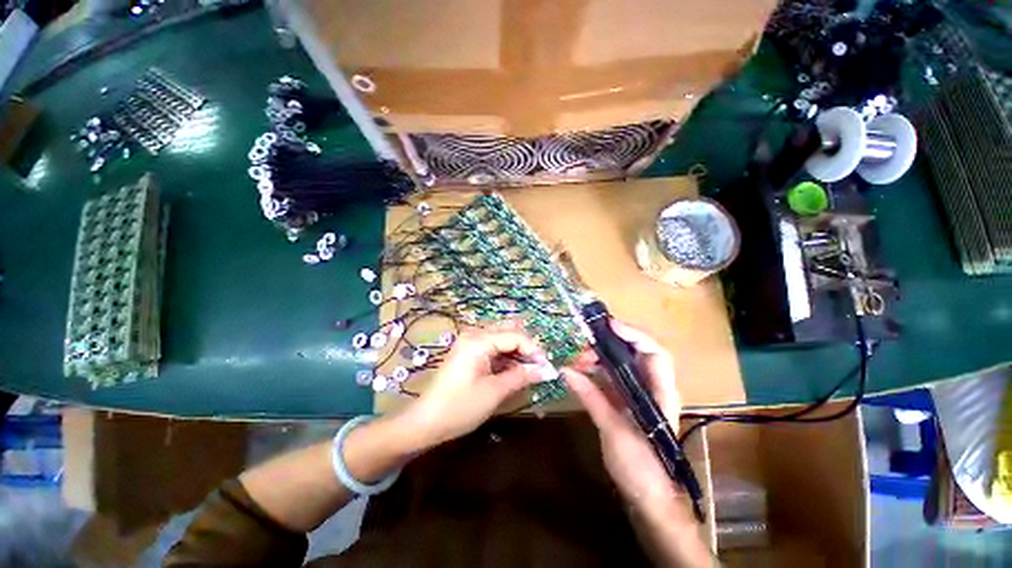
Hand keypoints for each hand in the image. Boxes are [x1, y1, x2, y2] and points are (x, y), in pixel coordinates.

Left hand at [401, 327, 546, 449]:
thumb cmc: (460, 407)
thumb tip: (545, 370)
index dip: (534, 350)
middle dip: (527, 348)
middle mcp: (474, 335)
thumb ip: (521, 376)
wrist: (426, 422)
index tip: (547, 367)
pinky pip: (493, 349)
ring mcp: (470, 343)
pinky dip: (506, 358)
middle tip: (540, 367)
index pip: (514, 336)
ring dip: (517, 353)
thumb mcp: (494, 392)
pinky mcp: (469, 353)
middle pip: (509, 333)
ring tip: (530, 371)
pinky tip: (514, 371)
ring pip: (502, 340)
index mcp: (478, 340)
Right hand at [562, 320, 682, 509]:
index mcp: (660, 393)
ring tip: (580, 357)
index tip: (608, 325)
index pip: (654, 352)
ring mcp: (641, 394)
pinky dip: (599, 370)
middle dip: (613, 342)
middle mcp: (654, 388)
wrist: (650, 498)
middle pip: (638, 353)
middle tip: (587, 340)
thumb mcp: (613, 431)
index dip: (634, 334)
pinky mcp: (629, 402)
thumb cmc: (641, 467)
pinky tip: (583, 370)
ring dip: (603, 356)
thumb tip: (566, 371)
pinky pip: (615, 377)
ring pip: (624, 364)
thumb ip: (591, 397)